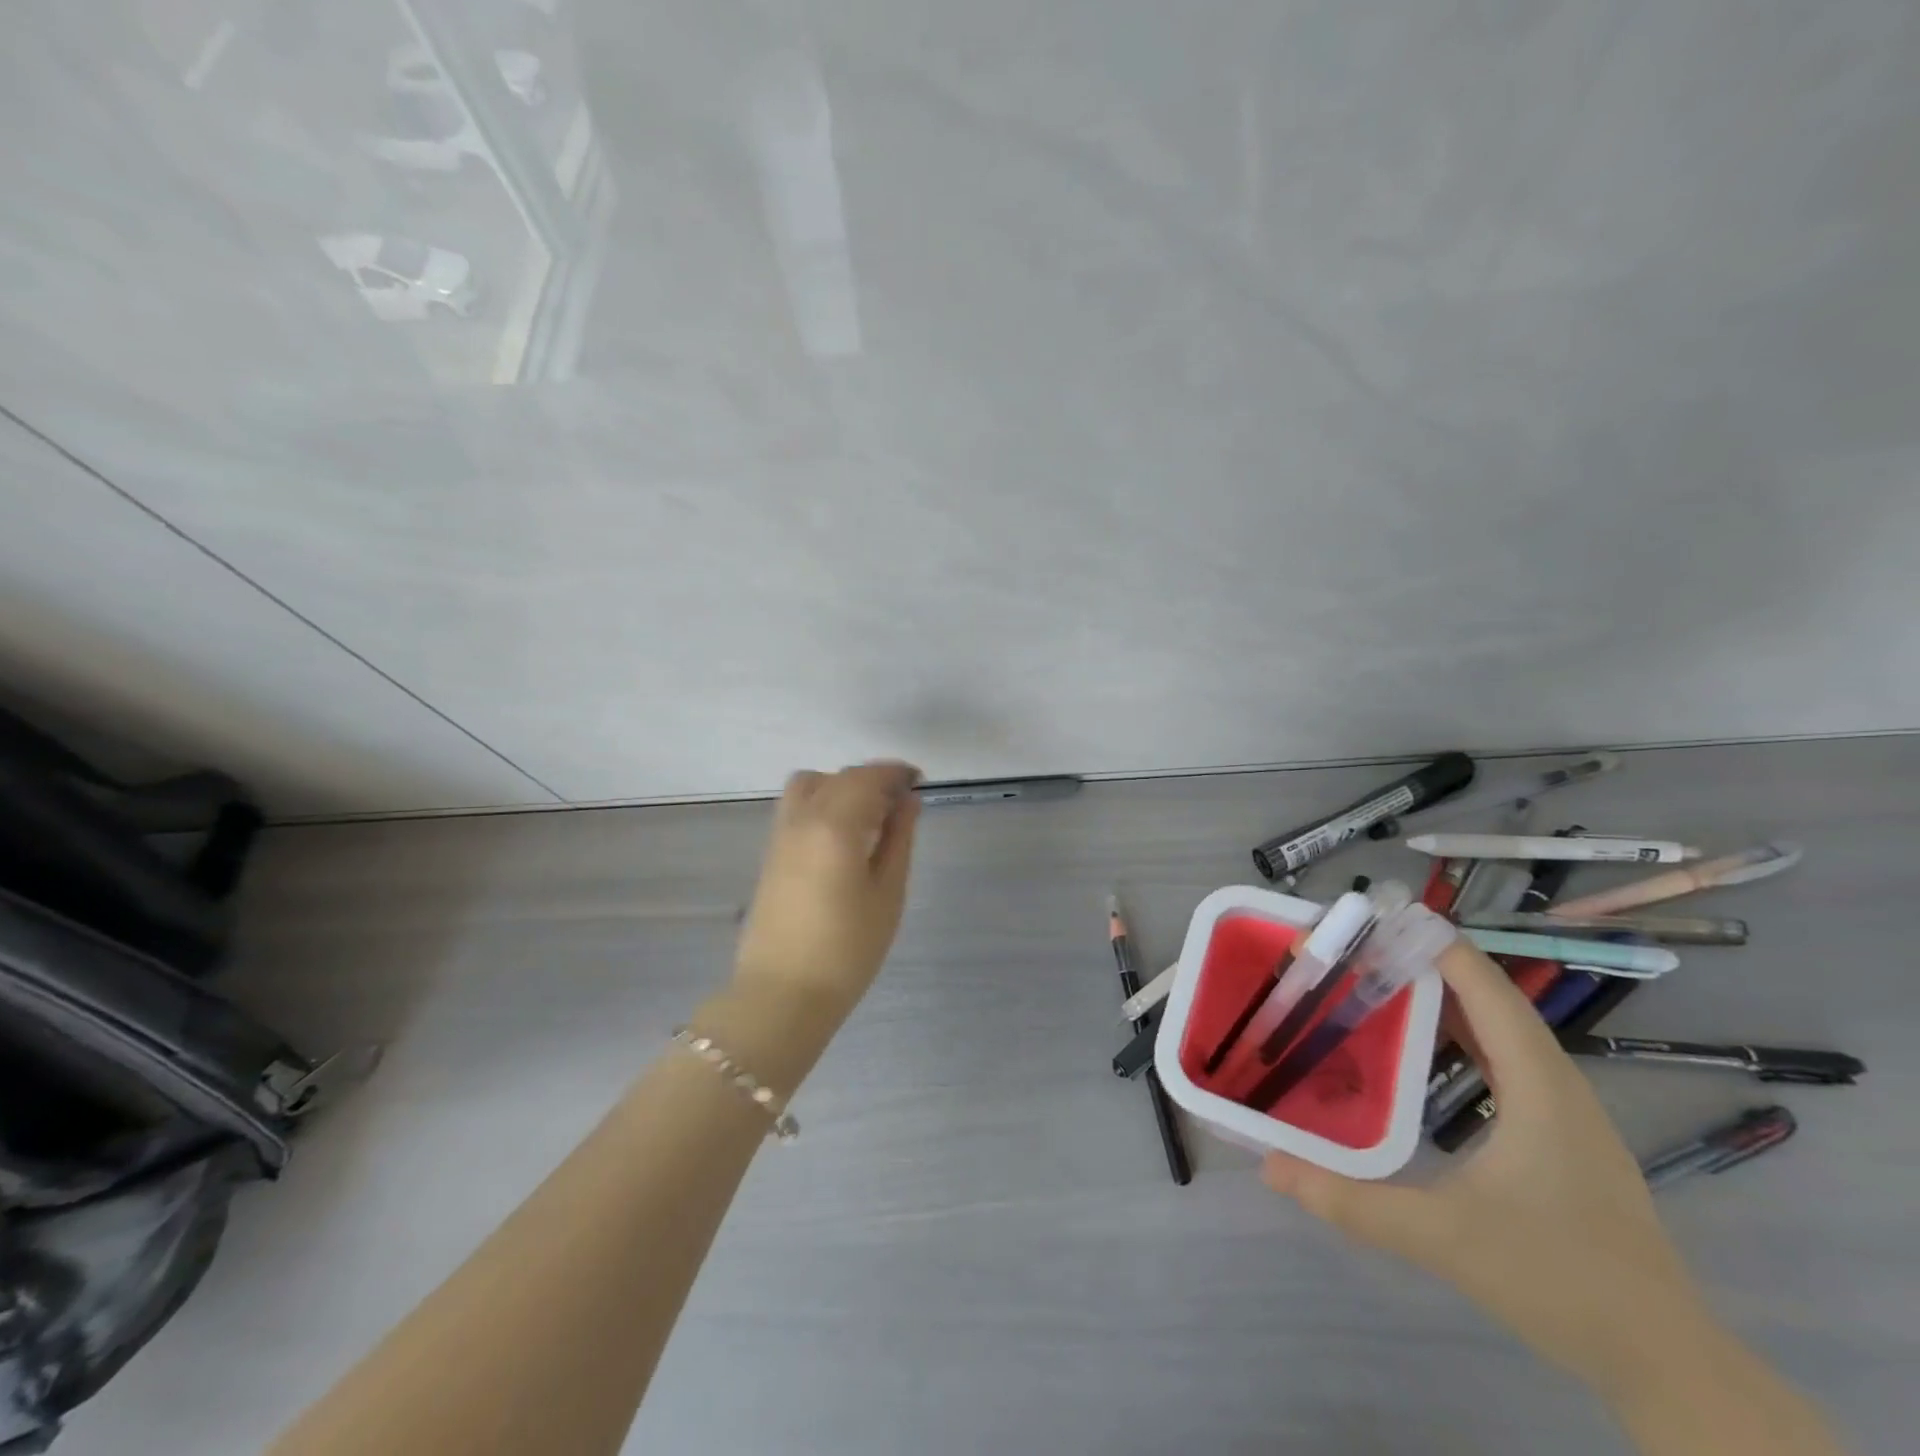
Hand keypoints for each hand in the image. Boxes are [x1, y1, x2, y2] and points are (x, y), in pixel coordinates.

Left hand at [732, 761, 922, 1014]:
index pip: (868, 777)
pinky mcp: (770, 853)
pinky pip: (796, 807)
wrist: (782, 995)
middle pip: (840, 777)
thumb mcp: (888, 893)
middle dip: (873, 779)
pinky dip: (822, 801)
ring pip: (810, 785)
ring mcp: (780, 835)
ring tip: (869, 816)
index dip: (895, 773)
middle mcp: (802, 819)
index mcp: (835, 825)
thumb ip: (899, 839)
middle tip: (902, 803)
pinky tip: (842, 834)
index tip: (919, 780)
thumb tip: (908, 800)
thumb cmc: (847, 950)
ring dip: (842, 785)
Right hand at [1263, 939, 1711, 1397]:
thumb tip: (1270, 1167)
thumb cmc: (1559, 1281)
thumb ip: (1353, 1203)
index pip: (1485, 987)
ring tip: (1382, 981)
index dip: (1435, 945)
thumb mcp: (1443, 1238)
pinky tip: (1426, 1047)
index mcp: (1539, 1084)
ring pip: (1502, 1027)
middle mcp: (1556, 1081)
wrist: (1666, 1362)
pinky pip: (1507, 1058)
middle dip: (1428, 963)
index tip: (1376, 920)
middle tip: (1360, 949)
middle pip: (1492, 997)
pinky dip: (1464, 1034)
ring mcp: (1566, 1109)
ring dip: (1447, 997)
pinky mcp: (1563, 1133)